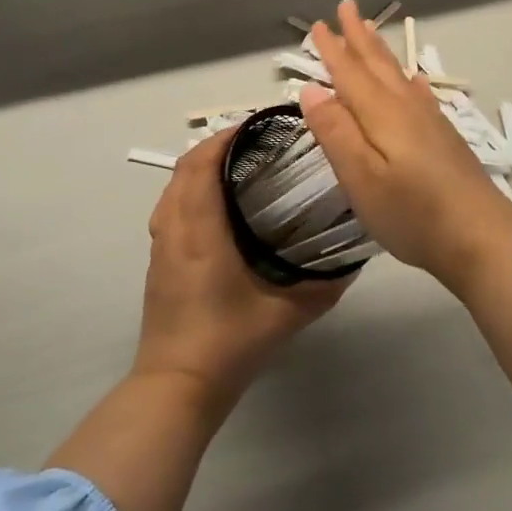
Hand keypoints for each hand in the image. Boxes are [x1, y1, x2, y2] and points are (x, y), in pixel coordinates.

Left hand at [135, 131, 347, 402]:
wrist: (177, 385)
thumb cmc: (229, 343)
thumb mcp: (286, 315)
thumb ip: (323, 287)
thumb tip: (353, 261)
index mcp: (200, 231)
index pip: (202, 164)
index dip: (225, 138)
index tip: (256, 125)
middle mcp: (174, 229)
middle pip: (184, 169)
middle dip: (215, 147)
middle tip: (255, 144)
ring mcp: (161, 246)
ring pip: (173, 189)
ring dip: (199, 169)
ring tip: (237, 168)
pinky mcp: (158, 262)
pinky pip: (170, 209)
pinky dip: (190, 192)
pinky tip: (218, 209)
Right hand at [299, 0, 511, 282]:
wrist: (481, 236)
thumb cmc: (412, 213)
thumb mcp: (361, 178)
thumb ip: (336, 133)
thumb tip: (310, 90)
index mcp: (381, 115)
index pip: (350, 74)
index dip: (333, 50)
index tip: (320, 24)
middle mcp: (405, 109)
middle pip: (377, 65)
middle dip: (359, 37)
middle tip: (348, 6)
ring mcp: (429, 122)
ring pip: (398, 75)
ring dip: (381, 51)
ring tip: (372, 30)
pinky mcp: (444, 138)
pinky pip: (420, 94)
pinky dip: (410, 80)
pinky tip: (413, 80)